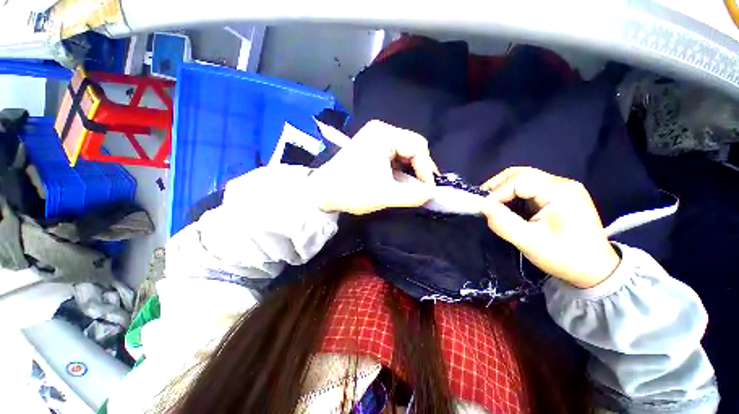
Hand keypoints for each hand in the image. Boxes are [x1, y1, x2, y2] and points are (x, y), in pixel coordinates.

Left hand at [309, 120, 438, 214]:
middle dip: (419, 169)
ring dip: (410, 170)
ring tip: (412, 187)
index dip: (427, 169)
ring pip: (404, 152)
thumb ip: (414, 195)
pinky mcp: (370, 147)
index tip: (428, 190)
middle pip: (412, 147)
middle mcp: (381, 130)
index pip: (418, 146)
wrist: (322, 193)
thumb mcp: (386, 195)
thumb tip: (433, 193)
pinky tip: (399, 181)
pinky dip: (400, 169)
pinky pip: (394, 156)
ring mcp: (374, 138)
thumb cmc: (352, 191)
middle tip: (423, 188)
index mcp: (384, 135)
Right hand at [481, 167, 620, 288]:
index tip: (483, 209)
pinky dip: (512, 194)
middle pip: (521, 173)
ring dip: (503, 189)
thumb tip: (482, 207)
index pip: (519, 180)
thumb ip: (503, 223)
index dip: (497, 192)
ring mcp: (562, 188)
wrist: (596, 271)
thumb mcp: (530, 243)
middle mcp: (562, 184)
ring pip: (523, 178)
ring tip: (490, 203)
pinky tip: (506, 205)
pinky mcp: (558, 196)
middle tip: (482, 201)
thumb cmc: (565, 258)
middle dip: (497, 185)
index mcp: (560, 192)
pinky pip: (529, 187)